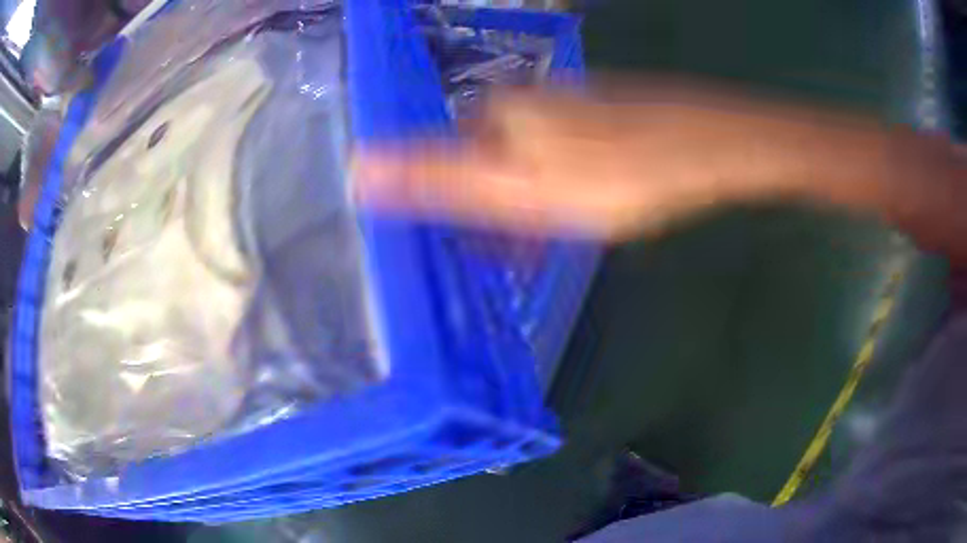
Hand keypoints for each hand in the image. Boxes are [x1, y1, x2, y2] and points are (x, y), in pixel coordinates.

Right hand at [352, 86, 799, 240]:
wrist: (700, 149)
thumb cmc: (611, 175)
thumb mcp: (514, 190)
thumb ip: (435, 180)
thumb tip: (358, 169)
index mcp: (496, 115)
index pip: (445, 159)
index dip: (453, 207)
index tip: (469, 247)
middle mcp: (524, 102)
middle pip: (488, 162)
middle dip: (493, 211)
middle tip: (513, 254)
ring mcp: (564, 107)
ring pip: (526, 163)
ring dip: (528, 207)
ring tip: (544, 246)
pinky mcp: (597, 118)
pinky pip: (561, 159)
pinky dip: (561, 191)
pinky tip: (579, 215)